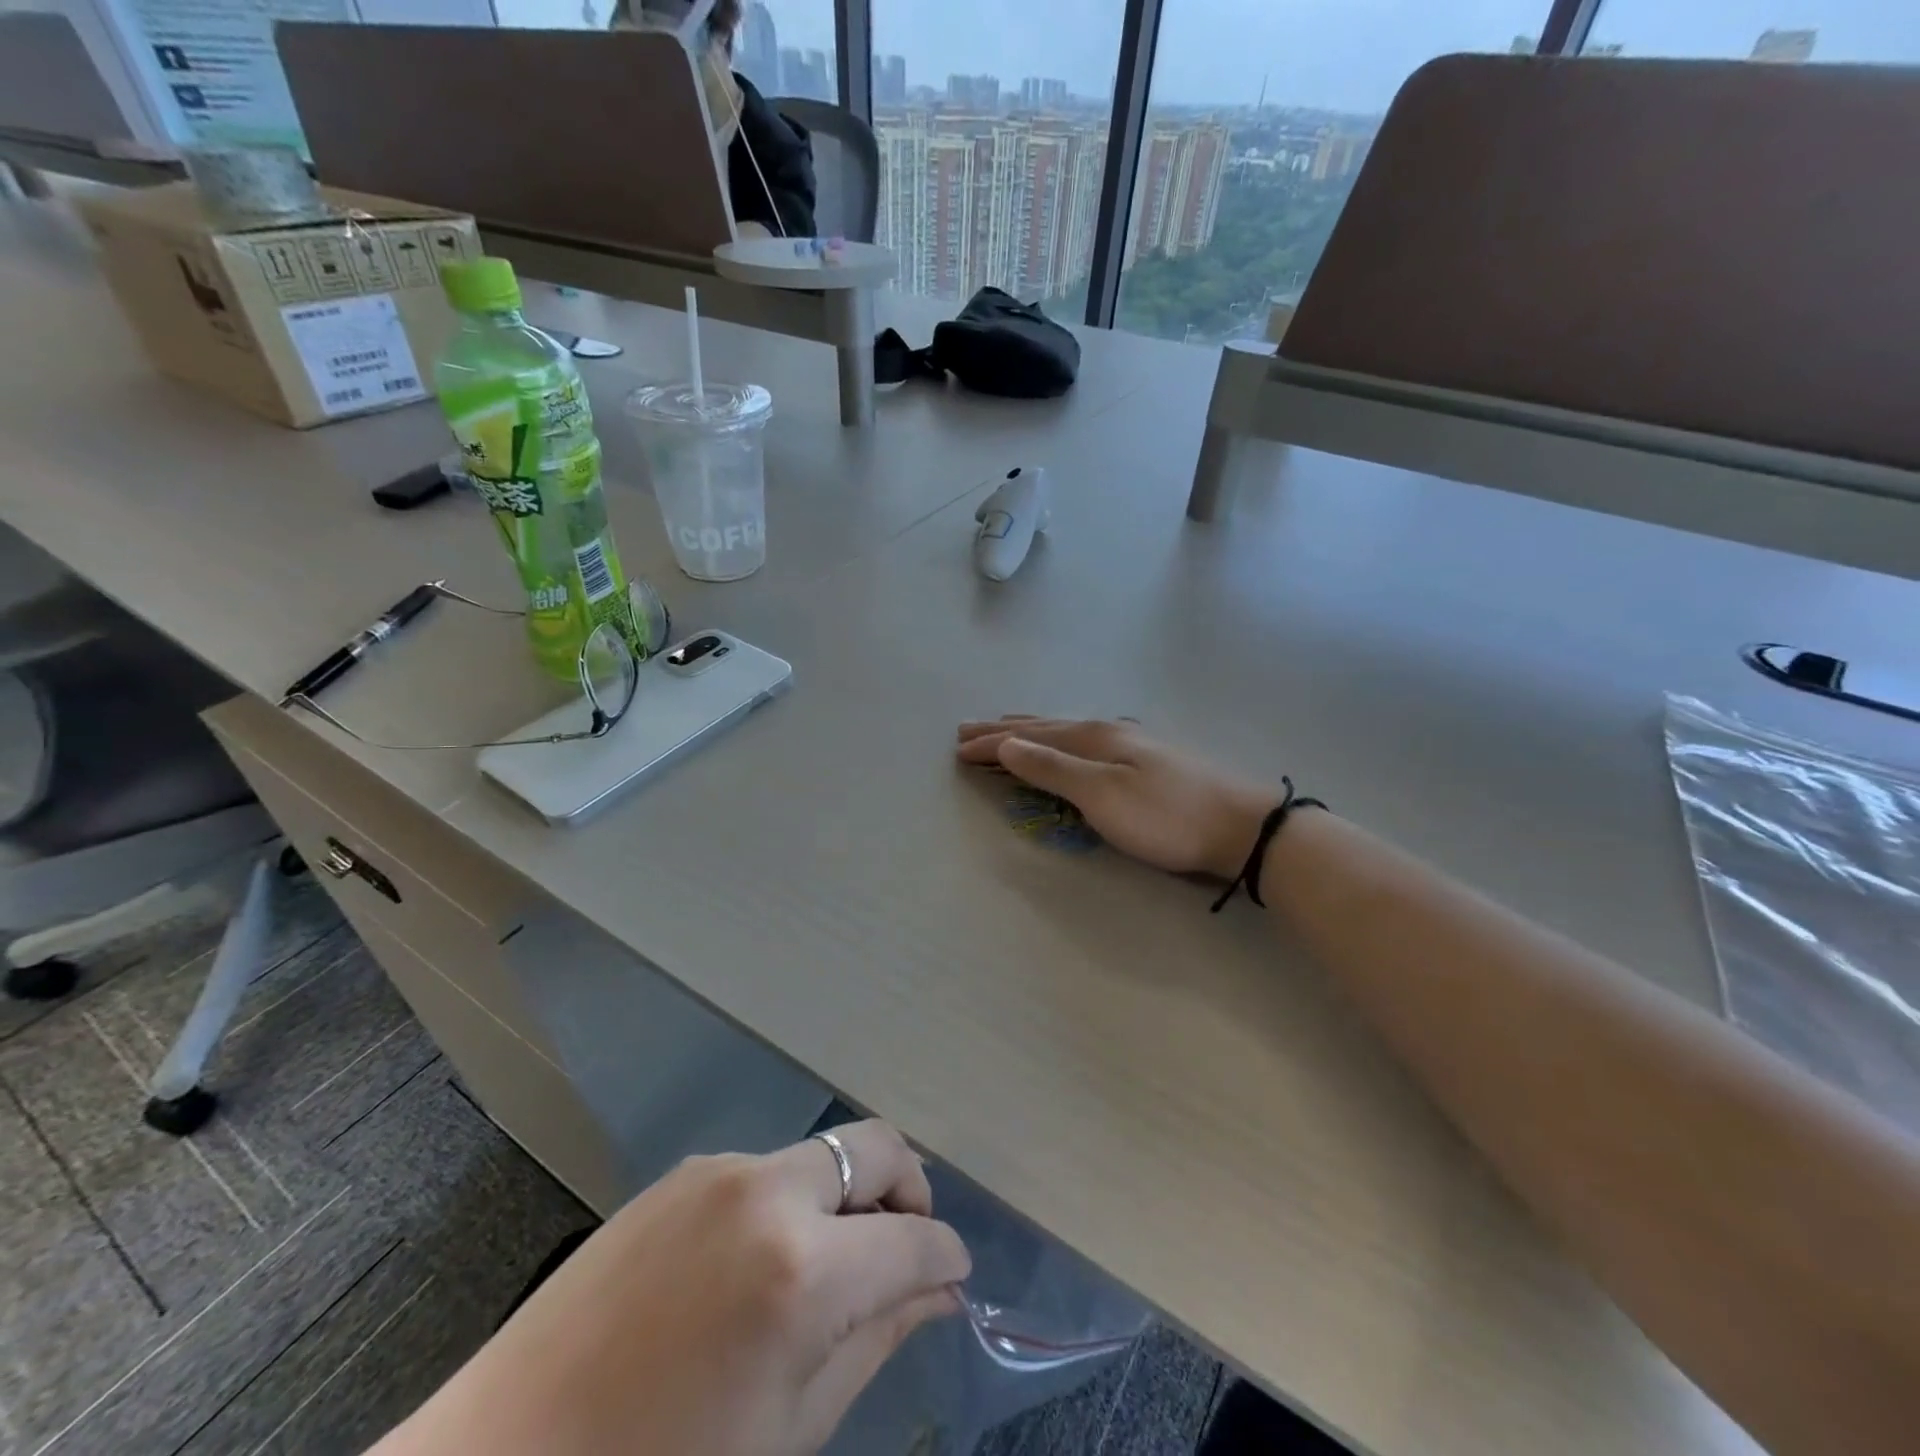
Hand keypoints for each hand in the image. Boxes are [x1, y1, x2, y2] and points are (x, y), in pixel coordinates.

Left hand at [380, 1121, 969, 1455]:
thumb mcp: (787, 1430)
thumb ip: (876, 1339)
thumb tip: (940, 1291)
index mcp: (801, 1268)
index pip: (913, 1238)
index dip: (947, 1256)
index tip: (954, 1277)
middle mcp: (767, 1190)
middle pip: (875, 1146)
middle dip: (908, 1191)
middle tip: (907, 1250)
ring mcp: (717, 1170)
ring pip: (820, 1155)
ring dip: (847, 1196)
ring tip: (830, 1268)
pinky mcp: (679, 1174)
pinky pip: (764, 1171)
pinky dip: (792, 1201)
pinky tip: (759, 1267)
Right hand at [956, 717, 1273, 880]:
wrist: (1241, 825)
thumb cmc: (1166, 815)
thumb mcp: (1102, 795)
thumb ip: (1053, 768)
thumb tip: (1007, 744)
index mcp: (1092, 737)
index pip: (1028, 737)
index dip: (992, 743)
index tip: (958, 747)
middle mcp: (1106, 731)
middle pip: (1043, 727)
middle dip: (1004, 730)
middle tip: (968, 729)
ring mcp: (1129, 743)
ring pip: (1064, 732)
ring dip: (1029, 733)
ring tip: (1007, 730)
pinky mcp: (1144, 760)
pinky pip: (1081, 743)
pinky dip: (1056, 742)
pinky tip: (1067, 743)